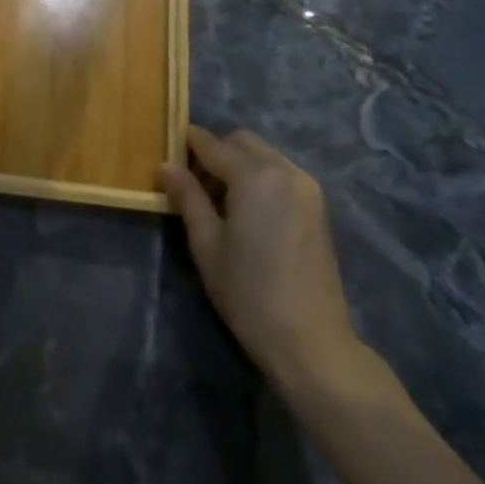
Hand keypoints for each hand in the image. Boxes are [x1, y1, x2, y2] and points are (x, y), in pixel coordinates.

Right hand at [160, 127, 364, 399]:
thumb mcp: (207, 244)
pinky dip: (261, 178)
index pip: (213, 145)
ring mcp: (306, 188)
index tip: (169, 153)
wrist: (311, 342)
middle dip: (216, 152)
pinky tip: (249, 213)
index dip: (188, 145)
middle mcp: (284, 170)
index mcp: (255, 175)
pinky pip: (281, 173)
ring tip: (221, 203)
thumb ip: (188, 197)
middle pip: (242, 142)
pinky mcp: (318, 207)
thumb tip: (166, 165)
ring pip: (264, 155)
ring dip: (240, 164)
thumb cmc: (249, 293)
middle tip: (195, 185)